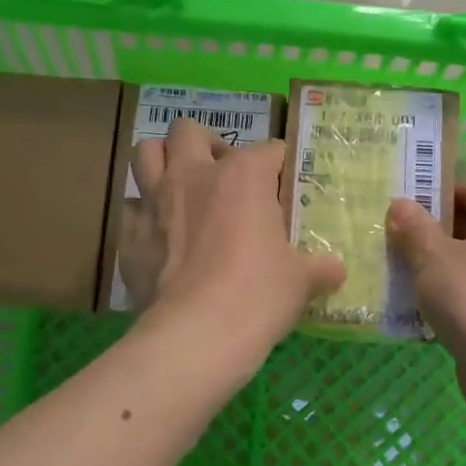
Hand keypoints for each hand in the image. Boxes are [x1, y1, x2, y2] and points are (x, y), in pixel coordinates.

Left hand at [123, 120, 345, 375]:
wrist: (195, 335)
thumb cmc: (257, 295)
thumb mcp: (300, 281)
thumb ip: (319, 267)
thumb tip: (336, 270)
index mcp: (242, 175)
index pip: (269, 150)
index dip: (280, 166)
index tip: (285, 186)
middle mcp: (193, 174)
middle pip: (188, 131)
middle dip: (204, 143)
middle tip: (219, 172)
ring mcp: (154, 201)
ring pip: (145, 153)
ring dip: (162, 162)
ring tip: (180, 186)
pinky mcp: (129, 234)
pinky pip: (131, 208)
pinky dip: (144, 215)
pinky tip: (159, 236)